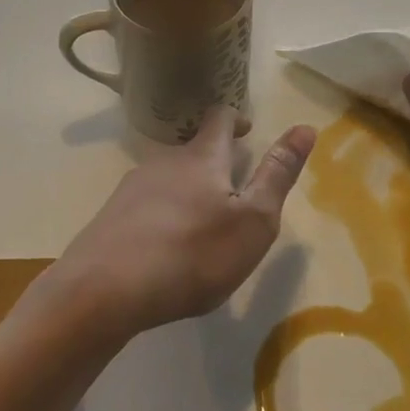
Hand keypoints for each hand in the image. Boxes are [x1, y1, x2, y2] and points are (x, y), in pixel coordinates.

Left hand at [51, 108, 317, 338]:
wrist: (103, 291)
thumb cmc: (192, 254)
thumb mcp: (253, 220)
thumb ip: (278, 174)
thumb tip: (306, 126)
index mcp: (201, 157)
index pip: (219, 118)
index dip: (235, 118)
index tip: (247, 130)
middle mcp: (163, 162)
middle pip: (192, 151)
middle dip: (214, 164)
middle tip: (233, 193)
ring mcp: (131, 188)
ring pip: (168, 179)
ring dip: (188, 192)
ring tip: (202, 227)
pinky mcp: (111, 217)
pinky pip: (146, 207)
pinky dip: (163, 217)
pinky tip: (166, 249)